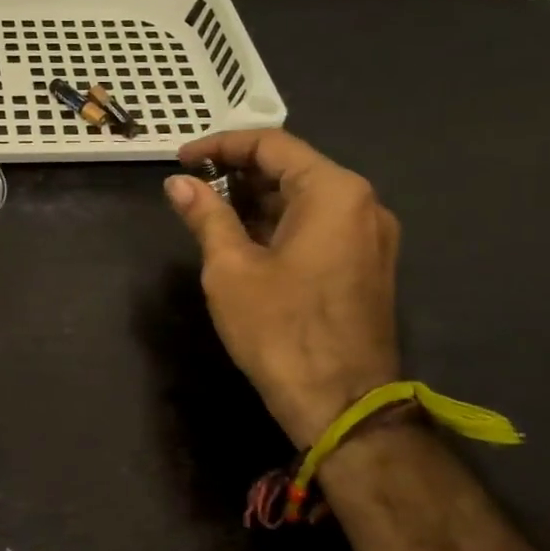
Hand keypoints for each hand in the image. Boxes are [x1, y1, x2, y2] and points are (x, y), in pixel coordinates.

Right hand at [164, 129, 401, 446]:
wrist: (342, 406)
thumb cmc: (281, 330)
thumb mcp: (230, 268)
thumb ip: (206, 215)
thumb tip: (178, 183)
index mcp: (333, 192)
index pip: (271, 144)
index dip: (220, 145)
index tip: (181, 160)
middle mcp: (362, 203)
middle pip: (293, 168)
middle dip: (239, 172)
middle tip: (193, 188)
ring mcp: (370, 236)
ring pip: (306, 198)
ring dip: (258, 199)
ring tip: (211, 213)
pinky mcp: (367, 264)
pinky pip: (320, 225)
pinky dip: (280, 223)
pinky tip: (245, 239)